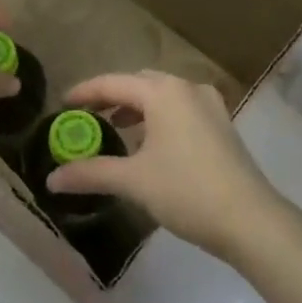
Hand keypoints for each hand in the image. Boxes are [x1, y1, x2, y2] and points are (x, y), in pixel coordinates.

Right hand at [47, 71, 287, 260]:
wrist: (250, 219)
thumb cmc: (186, 191)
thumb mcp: (133, 181)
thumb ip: (91, 173)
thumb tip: (51, 179)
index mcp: (163, 92)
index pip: (113, 83)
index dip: (85, 92)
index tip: (62, 104)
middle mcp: (187, 88)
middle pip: (139, 82)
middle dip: (112, 97)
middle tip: (87, 116)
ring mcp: (209, 105)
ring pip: (162, 95)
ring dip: (137, 108)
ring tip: (116, 128)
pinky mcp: (222, 125)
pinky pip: (180, 109)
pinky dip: (159, 117)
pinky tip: (151, 143)